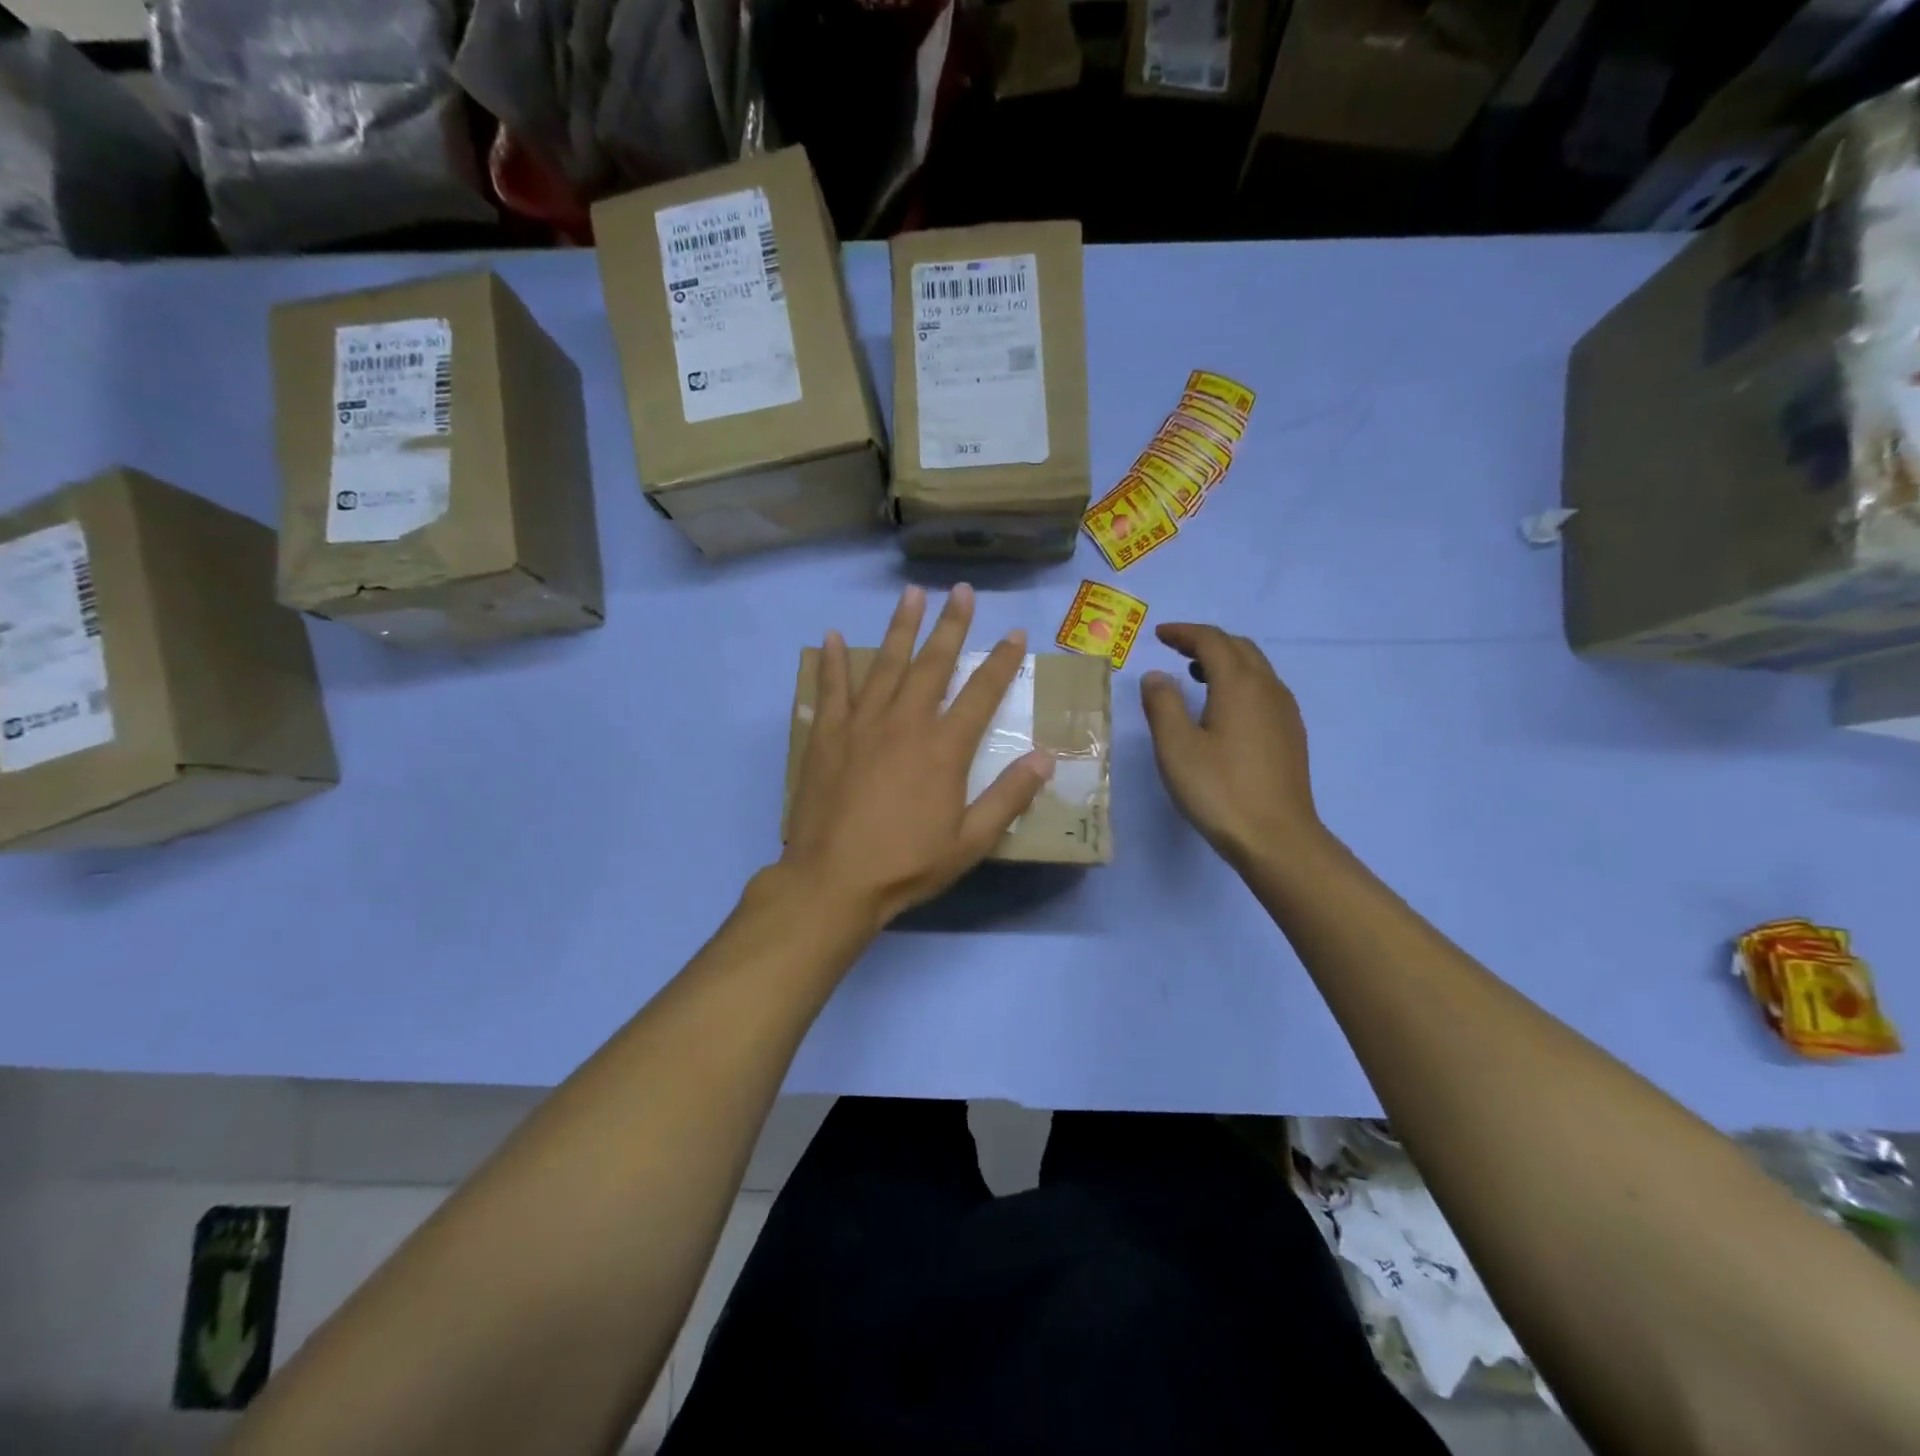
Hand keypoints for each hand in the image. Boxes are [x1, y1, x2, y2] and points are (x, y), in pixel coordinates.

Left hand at [782, 585, 1054, 930]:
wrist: (833, 881)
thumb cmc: (906, 864)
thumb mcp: (970, 842)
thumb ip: (1008, 797)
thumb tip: (1045, 758)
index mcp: (944, 748)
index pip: (981, 694)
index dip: (1002, 662)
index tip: (1015, 634)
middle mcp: (905, 723)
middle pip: (933, 664)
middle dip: (951, 625)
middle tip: (962, 592)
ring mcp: (862, 724)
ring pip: (885, 664)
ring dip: (900, 627)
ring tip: (911, 594)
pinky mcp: (827, 736)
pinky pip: (831, 689)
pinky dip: (833, 662)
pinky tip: (833, 637)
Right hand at [1140, 623, 1322, 871]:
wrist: (1276, 838)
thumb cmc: (1219, 789)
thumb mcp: (1176, 747)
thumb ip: (1162, 704)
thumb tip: (1156, 676)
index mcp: (1239, 684)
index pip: (1212, 641)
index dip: (1184, 633)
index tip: (1159, 635)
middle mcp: (1268, 688)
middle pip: (1239, 648)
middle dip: (1206, 642)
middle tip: (1175, 650)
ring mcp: (1285, 712)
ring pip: (1256, 668)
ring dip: (1225, 661)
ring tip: (1195, 675)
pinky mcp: (1290, 735)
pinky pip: (1264, 690)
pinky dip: (1240, 683)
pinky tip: (1223, 709)